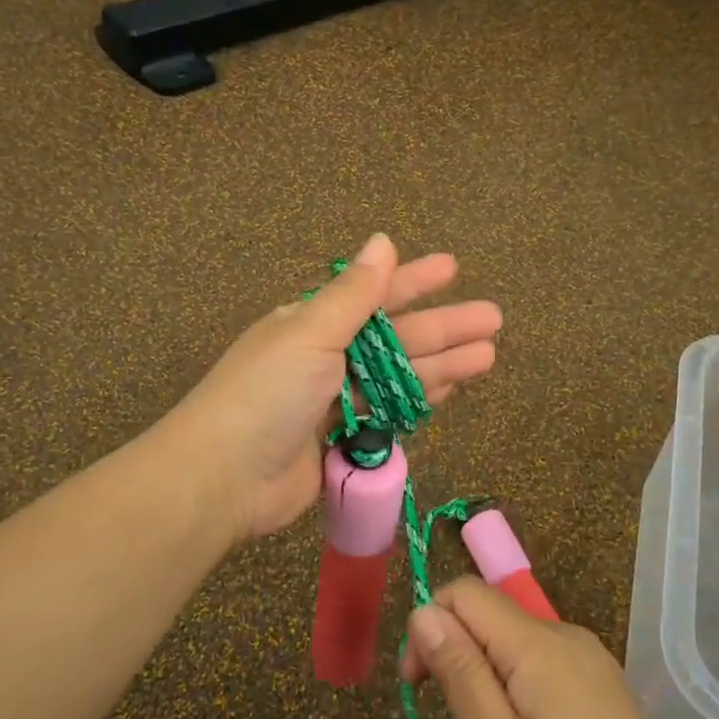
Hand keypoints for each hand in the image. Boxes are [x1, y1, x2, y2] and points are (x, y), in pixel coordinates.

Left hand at [165, 235, 501, 541]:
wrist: (224, 477)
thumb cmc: (268, 393)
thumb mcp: (310, 333)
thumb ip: (354, 294)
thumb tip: (383, 240)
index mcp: (312, 323)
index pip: (373, 294)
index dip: (414, 280)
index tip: (453, 268)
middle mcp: (326, 356)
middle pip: (396, 336)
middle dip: (444, 326)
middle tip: (493, 319)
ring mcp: (334, 400)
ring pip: (399, 376)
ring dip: (442, 364)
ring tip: (488, 356)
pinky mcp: (342, 439)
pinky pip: (389, 412)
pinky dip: (418, 400)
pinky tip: (450, 390)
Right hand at [399, 577, 718, 718]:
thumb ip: (459, 671)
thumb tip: (423, 611)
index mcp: (537, 642)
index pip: (463, 592)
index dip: (428, 627)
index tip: (419, 689)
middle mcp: (565, 634)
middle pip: (489, 615)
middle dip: (456, 655)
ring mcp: (590, 659)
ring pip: (514, 642)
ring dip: (486, 676)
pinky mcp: (604, 686)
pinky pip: (542, 664)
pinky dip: (517, 687)